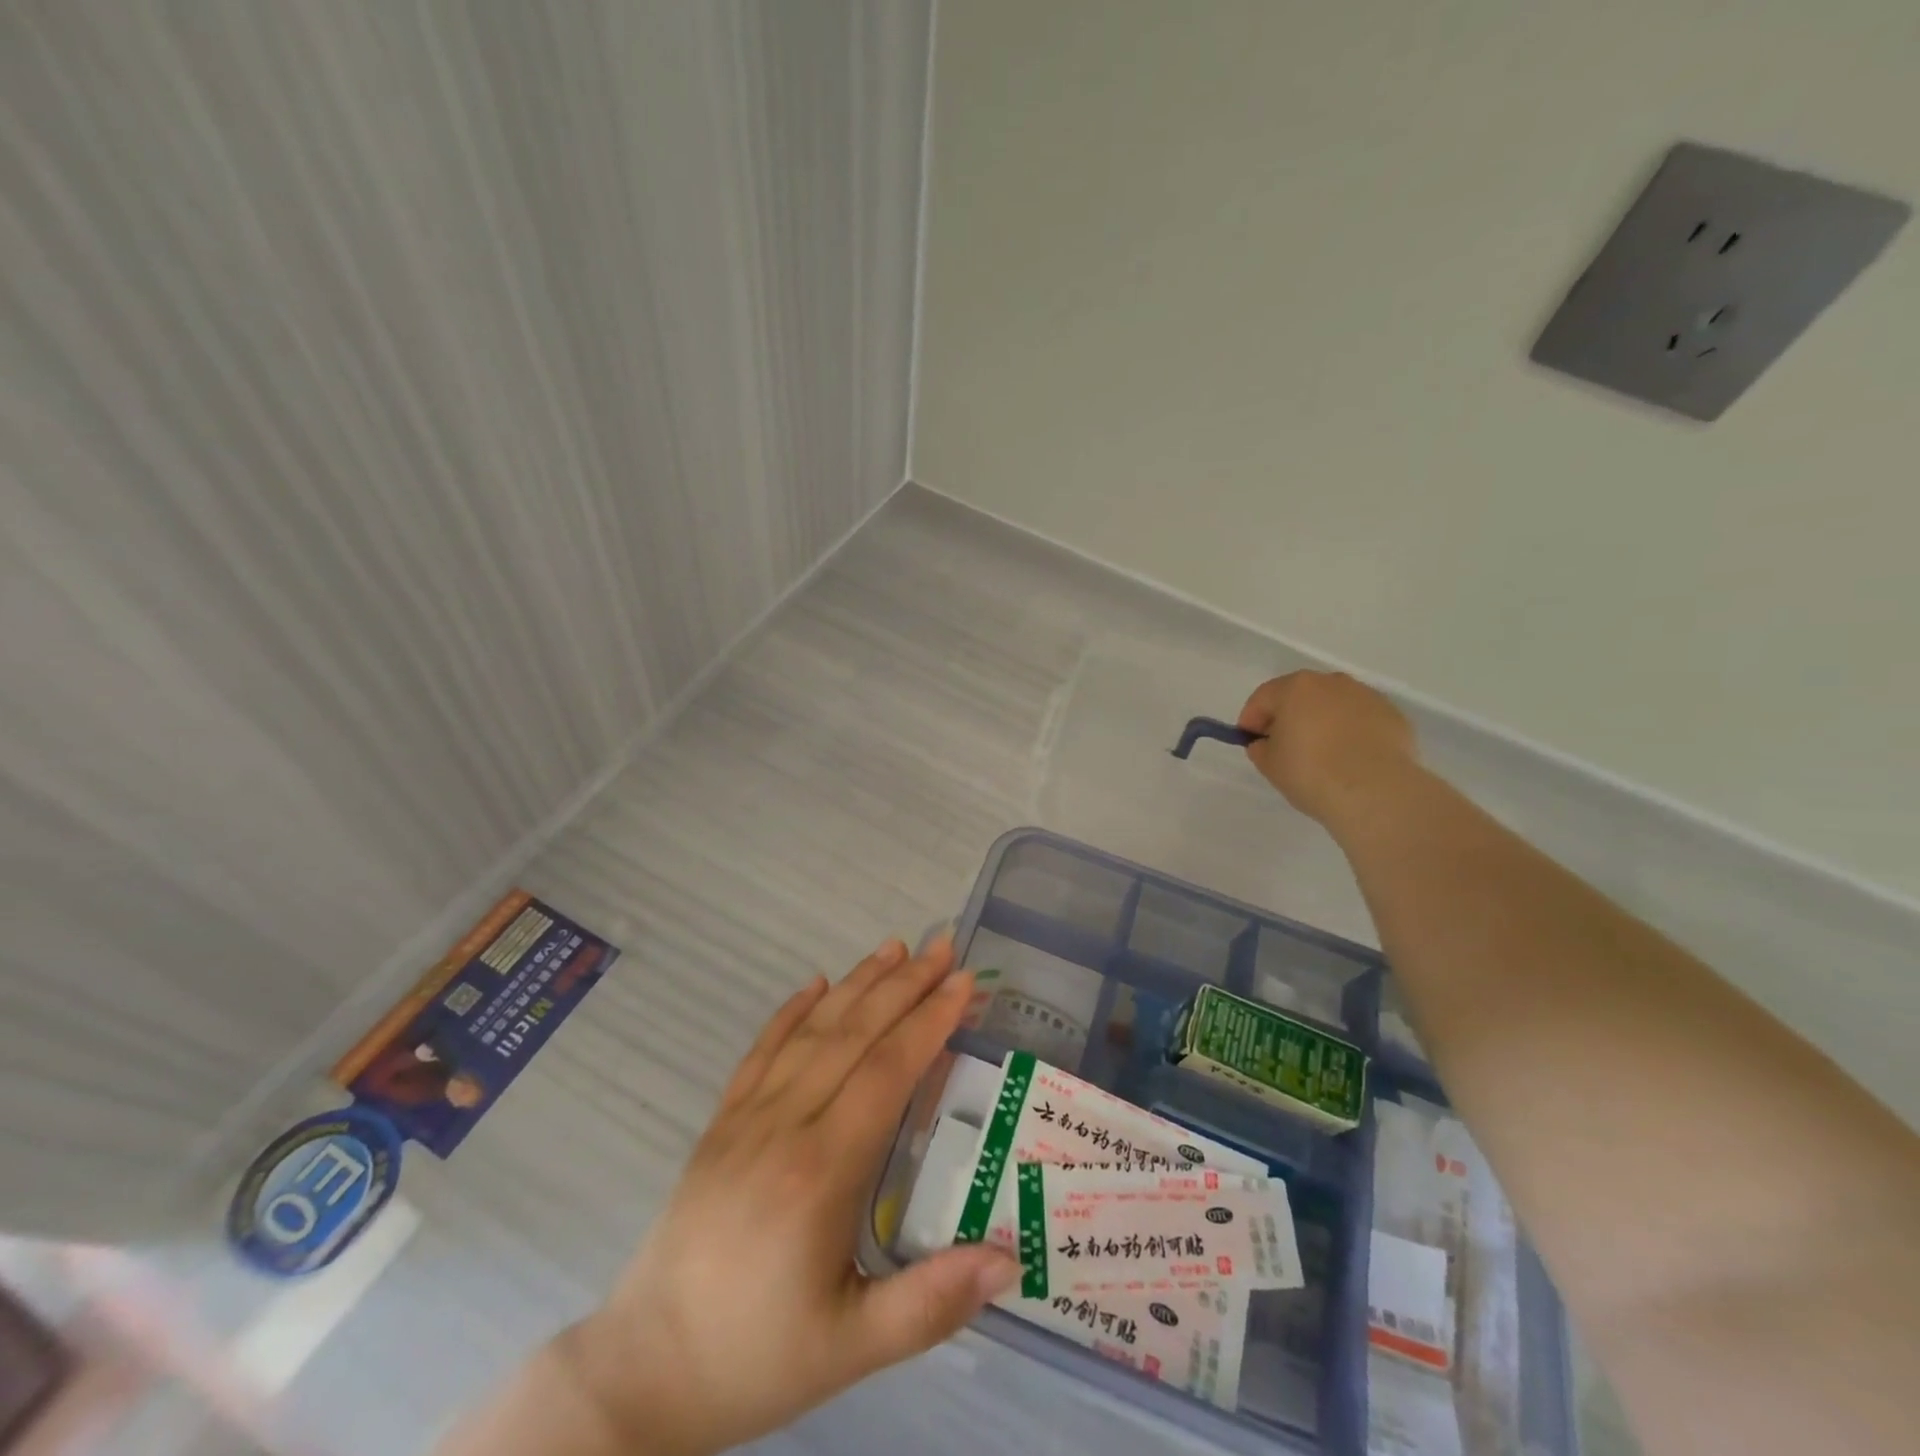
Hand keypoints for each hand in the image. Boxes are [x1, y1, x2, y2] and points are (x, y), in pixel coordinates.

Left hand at [554, 937, 1020, 1455]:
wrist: (644, 1371)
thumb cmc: (756, 1358)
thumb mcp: (851, 1350)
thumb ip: (932, 1303)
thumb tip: (1011, 1259)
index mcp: (820, 1172)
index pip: (886, 1072)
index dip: (929, 1021)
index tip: (964, 982)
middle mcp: (783, 1126)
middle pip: (853, 1036)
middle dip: (903, 986)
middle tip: (943, 947)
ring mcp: (745, 1118)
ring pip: (811, 1032)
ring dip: (856, 984)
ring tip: (894, 948)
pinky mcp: (720, 1123)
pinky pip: (760, 1051)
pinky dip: (791, 1011)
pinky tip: (815, 983)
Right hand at [1237, 671, 1419, 828]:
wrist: (1376, 792)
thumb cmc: (1311, 773)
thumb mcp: (1269, 765)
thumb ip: (1260, 748)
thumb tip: (1266, 743)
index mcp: (1296, 688)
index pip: (1263, 698)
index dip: (1251, 720)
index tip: (1250, 742)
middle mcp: (1332, 682)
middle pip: (1300, 695)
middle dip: (1288, 716)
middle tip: (1284, 746)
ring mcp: (1366, 696)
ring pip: (1334, 705)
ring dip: (1322, 722)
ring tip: (1321, 754)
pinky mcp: (1393, 716)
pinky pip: (1360, 720)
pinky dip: (1351, 732)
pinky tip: (1350, 759)